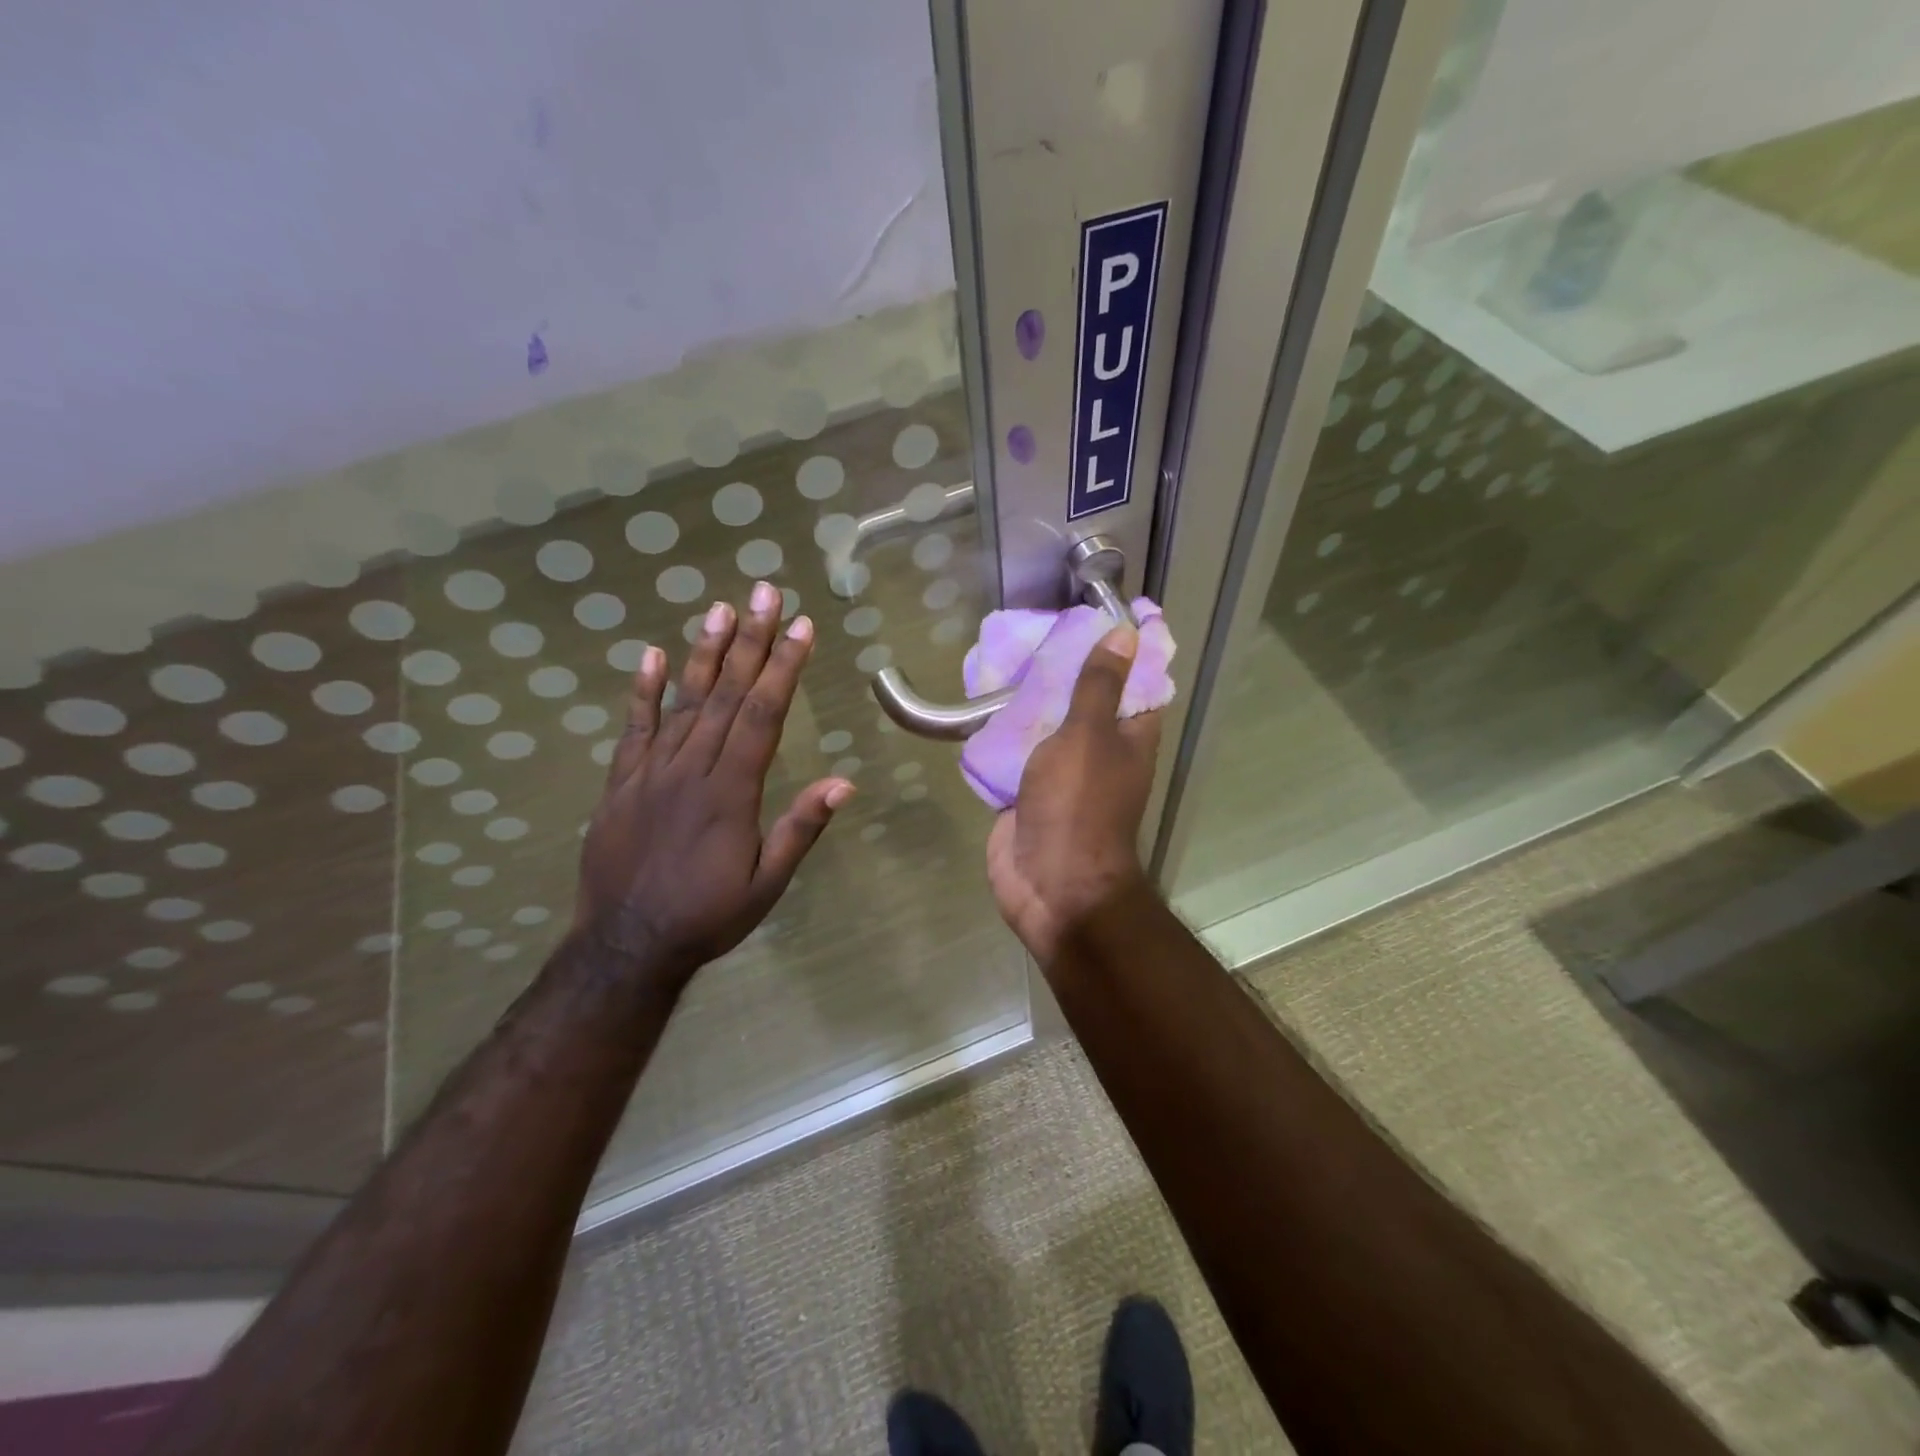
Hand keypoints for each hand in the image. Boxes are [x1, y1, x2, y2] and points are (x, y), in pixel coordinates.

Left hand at [573, 583, 853, 985]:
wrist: (625, 946)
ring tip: (720, 609)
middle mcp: (691, 769)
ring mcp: (650, 772)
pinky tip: (648, 657)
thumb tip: (844, 781)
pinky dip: (641, 693)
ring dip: (703, 653)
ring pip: (682, 702)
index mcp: (731, 791)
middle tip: (765, 593)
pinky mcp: (620, 783)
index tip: (802, 627)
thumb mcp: (767, 883)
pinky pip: (632, 730)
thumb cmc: (707, 916)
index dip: (784, 668)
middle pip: (725, 694)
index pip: (763, 714)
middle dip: (751, 641)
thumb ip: (801, 828)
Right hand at [986, 625, 1161, 962]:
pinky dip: (1003, 728)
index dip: (1128, 646)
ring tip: (1007, 652)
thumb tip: (1125, 634)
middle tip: (1041, 625)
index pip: (1139, 679)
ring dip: (1031, 695)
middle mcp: (1100, 749)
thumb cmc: (1079, 806)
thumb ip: (1099, 687)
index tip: (1107, 609)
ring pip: (1048, 721)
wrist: (1051, 884)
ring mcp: (1062, 770)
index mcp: (1130, 735)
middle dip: (1067, 665)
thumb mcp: (1089, 737)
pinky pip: (1016, 749)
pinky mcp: (1027, 789)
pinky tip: (981, 700)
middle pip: (1087, 697)